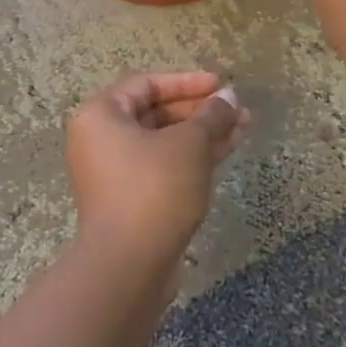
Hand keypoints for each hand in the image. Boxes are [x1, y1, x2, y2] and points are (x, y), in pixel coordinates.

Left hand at [66, 71, 247, 269]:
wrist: (129, 264)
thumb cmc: (154, 188)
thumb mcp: (189, 143)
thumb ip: (211, 115)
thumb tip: (229, 96)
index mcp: (101, 116)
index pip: (147, 85)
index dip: (187, 82)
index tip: (221, 84)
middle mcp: (101, 140)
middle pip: (156, 113)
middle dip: (200, 111)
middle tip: (238, 109)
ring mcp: (115, 173)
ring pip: (164, 142)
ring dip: (203, 133)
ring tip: (244, 127)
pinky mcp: (131, 200)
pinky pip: (164, 166)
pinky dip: (193, 157)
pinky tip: (227, 150)